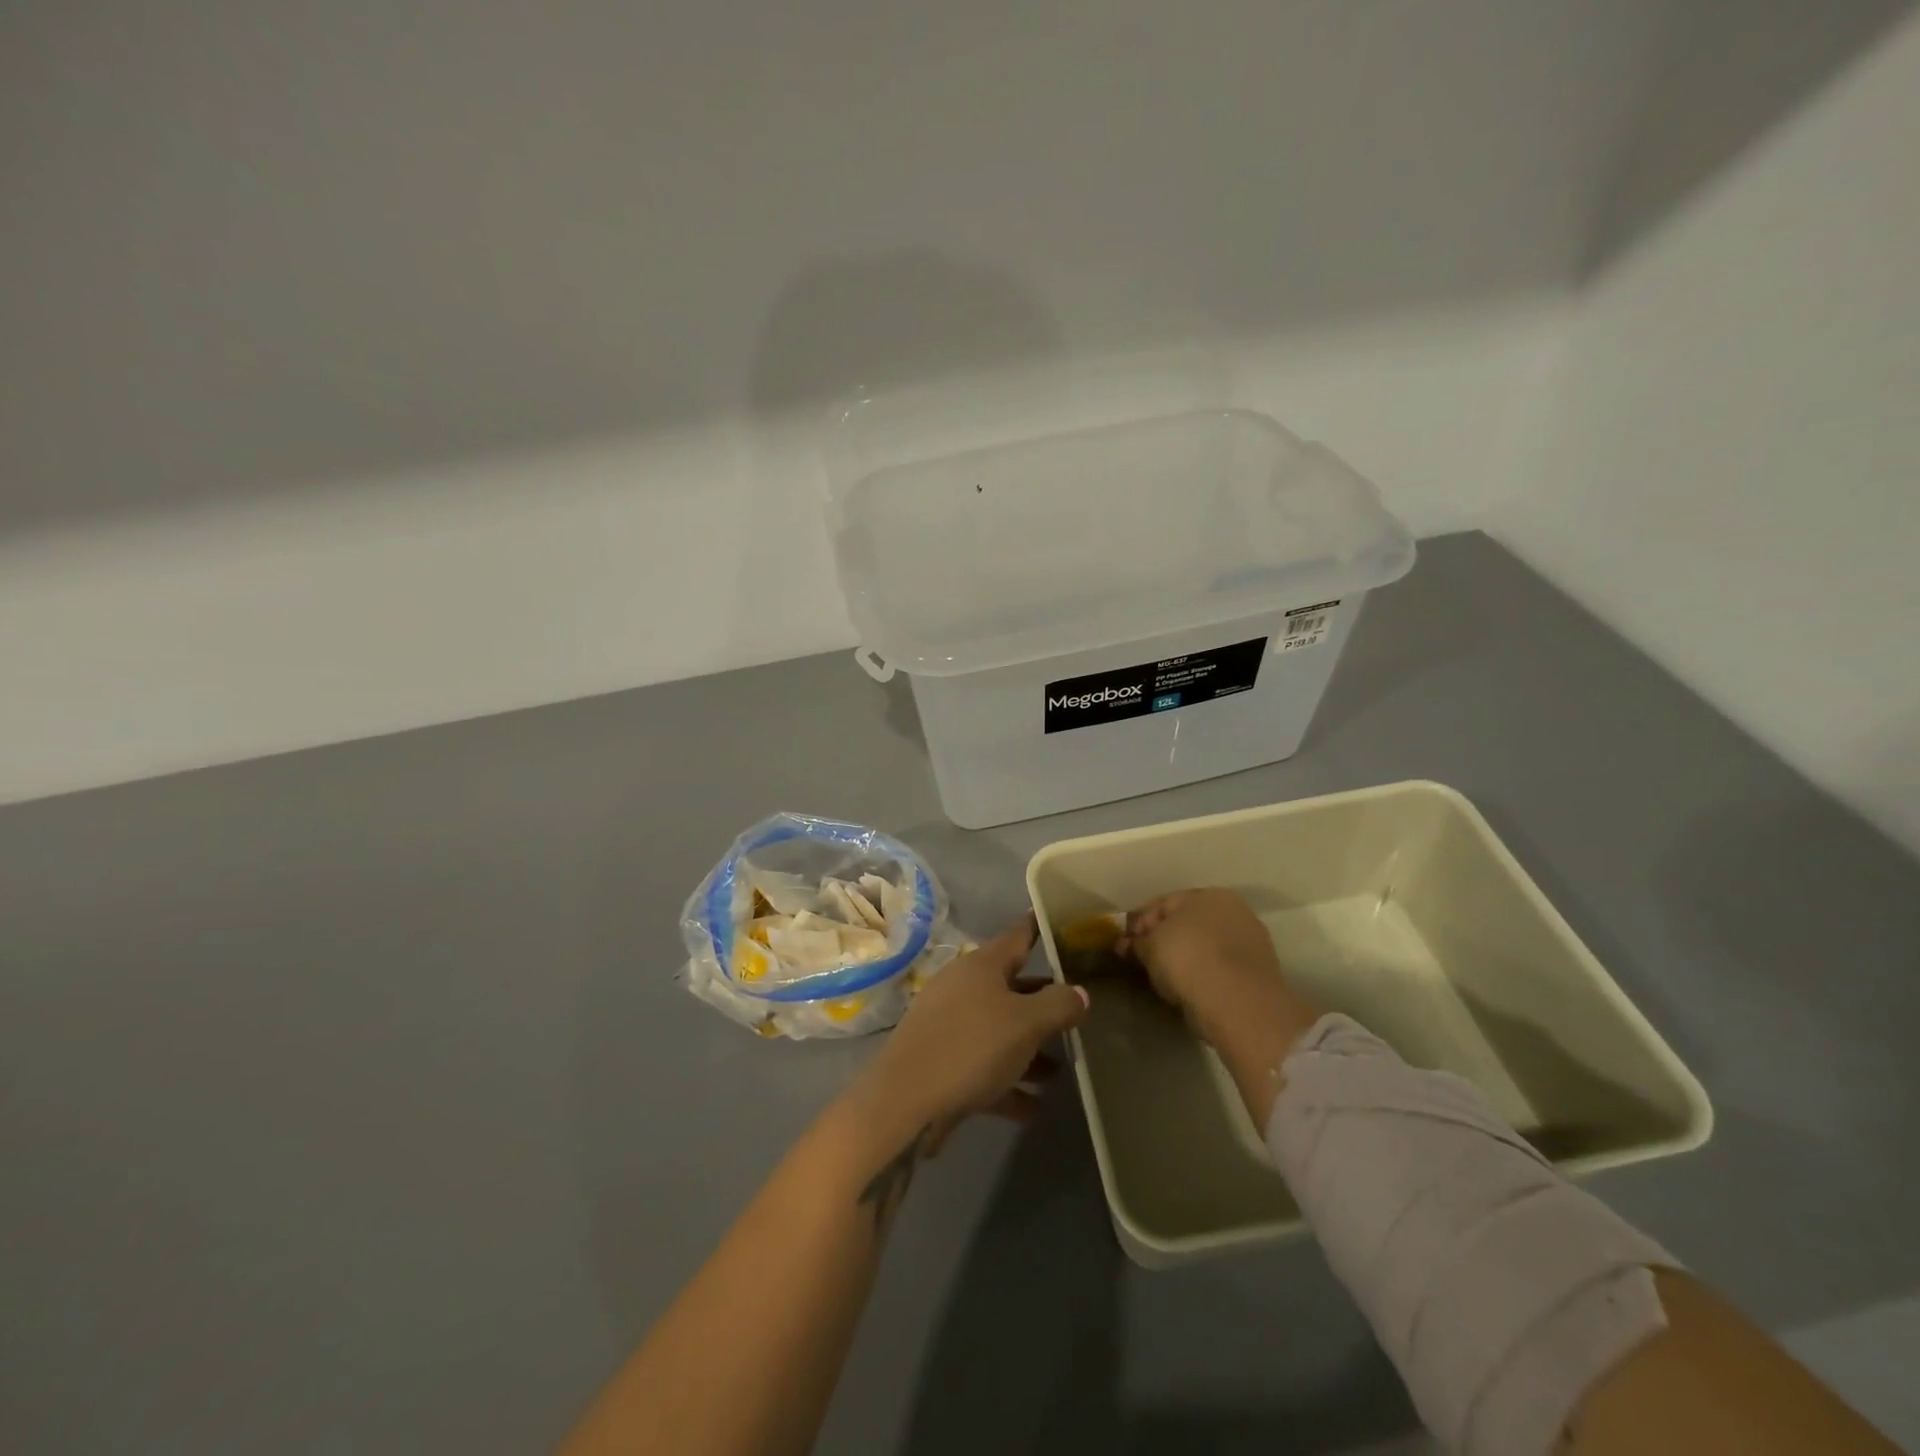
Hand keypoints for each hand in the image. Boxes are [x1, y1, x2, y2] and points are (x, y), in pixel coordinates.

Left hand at [843, 915, 1088, 1152]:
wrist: (904, 1102)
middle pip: (1013, 987)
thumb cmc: (971, 1047)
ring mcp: (950, 1026)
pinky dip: (1009, 1083)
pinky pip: (985, 1068)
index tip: (1068, 922)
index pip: (1019, 934)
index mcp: (982, 965)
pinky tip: (1035, 1107)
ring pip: (1000, 1031)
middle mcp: (964, 988)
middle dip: (1045, 1001)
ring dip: (1030, 1050)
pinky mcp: (943, 1064)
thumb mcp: (1026, 1023)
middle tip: (1080, 1009)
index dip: (1042, 926)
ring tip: (1062, 1070)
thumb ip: (1059, 1005)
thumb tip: (1080, 993)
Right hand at [1115, 889, 1290, 1040]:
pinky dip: (1202, 975)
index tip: (1125, 944)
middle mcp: (1234, 911)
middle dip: (1163, 939)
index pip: (1164, 903)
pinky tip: (1188, 989)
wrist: (1237, 1003)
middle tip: (1143, 960)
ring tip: (1164, 978)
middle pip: (1187, 923)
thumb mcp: (1150, 946)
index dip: (1140, 922)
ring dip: (1184, 958)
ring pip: (1205, 947)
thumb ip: (1137, 942)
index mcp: (1209, 894)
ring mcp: (1250, 943)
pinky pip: (1219, 968)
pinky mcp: (1257, 974)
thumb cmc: (1188, 959)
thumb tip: (1126, 944)